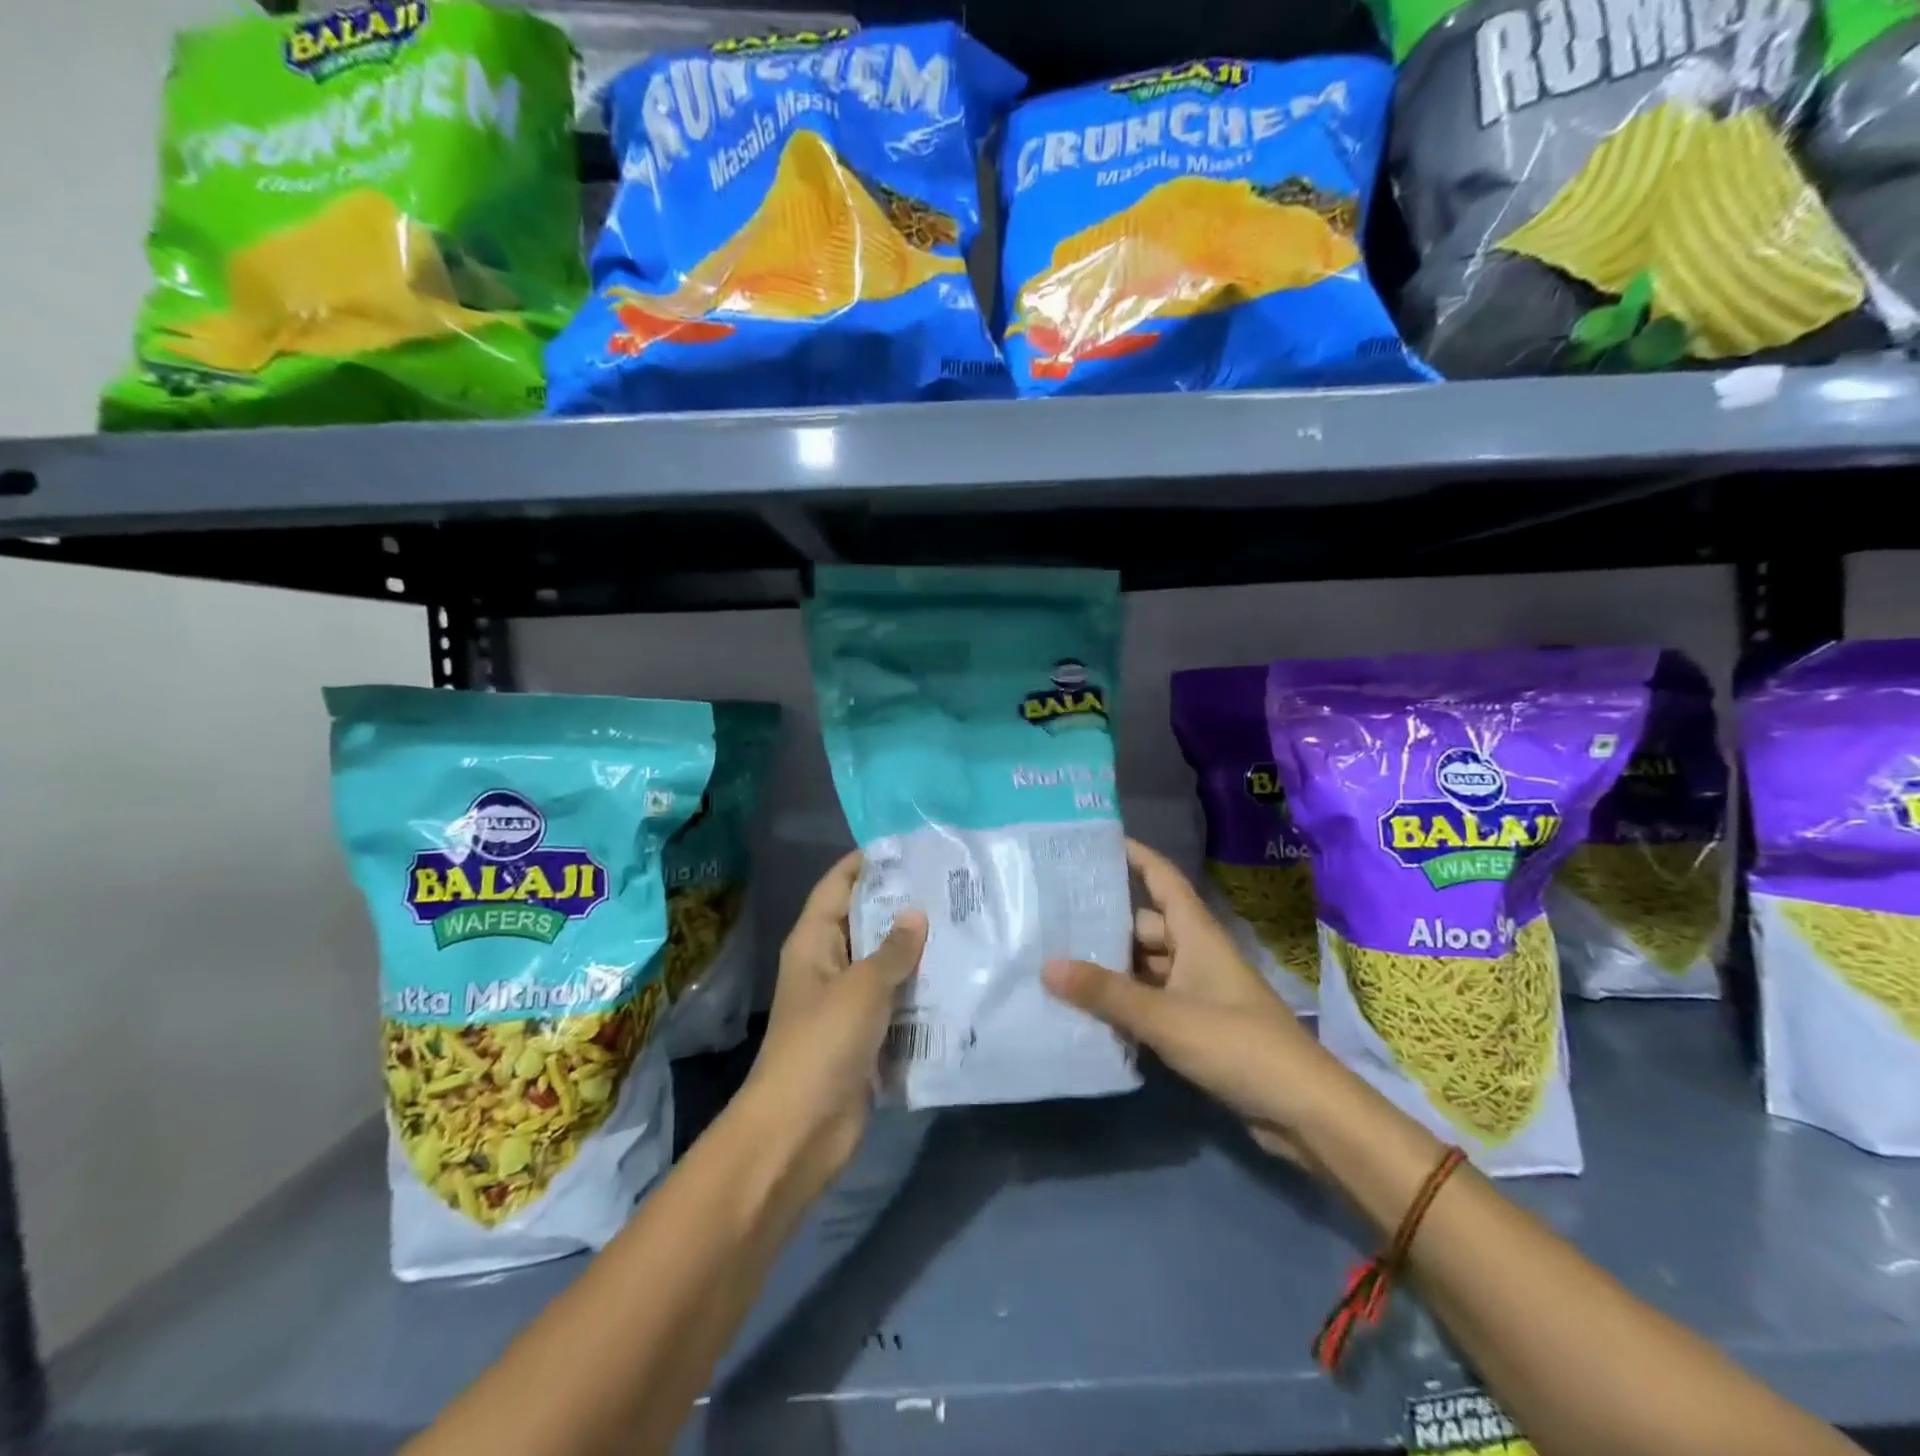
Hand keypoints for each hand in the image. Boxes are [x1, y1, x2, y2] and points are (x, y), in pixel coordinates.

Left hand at [740, 851, 927, 1199]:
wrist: (800, 1131)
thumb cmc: (822, 1044)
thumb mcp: (862, 988)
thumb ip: (893, 950)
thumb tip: (916, 914)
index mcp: (814, 942)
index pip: (838, 885)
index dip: (867, 862)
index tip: (910, 846)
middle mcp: (829, 965)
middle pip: (866, 922)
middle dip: (903, 906)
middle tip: (953, 886)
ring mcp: (847, 1003)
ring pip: (885, 964)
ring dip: (917, 951)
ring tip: (966, 925)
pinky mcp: (866, 1036)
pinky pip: (896, 1003)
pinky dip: (920, 992)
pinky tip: (960, 978)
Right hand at [1041, 838, 1323, 1163]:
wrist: (1302, 1110)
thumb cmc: (1237, 1044)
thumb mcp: (1166, 1016)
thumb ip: (1106, 993)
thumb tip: (1047, 965)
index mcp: (1196, 935)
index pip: (1164, 880)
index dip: (1136, 857)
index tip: (1096, 844)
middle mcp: (1196, 955)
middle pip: (1145, 927)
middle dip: (1105, 923)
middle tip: (1053, 918)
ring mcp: (1198, 992)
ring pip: (1146, 967)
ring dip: (1112, 968)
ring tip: (1058, 963)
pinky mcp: (1197, 1027)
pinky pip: (1152, 1001)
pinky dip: (1125, 1002)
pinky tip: (1088, 1010)